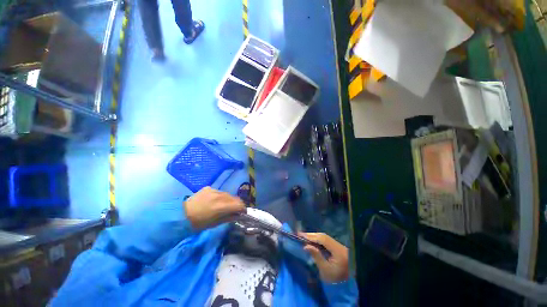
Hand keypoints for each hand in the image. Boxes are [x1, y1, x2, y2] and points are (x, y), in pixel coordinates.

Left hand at [184, 187, 244, 230]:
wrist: (180, 215)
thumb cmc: (198, 223)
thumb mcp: (214, 224)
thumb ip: (229, 218)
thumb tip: (238, 215)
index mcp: (221, 206)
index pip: (239, 204)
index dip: (243, 208)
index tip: (242, 212)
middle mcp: (219, 196)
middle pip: (235, 198)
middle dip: (237, 204)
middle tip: (235, 210)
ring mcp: (214, 190)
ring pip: (227, 194)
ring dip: (229, 200)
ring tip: (224, 206)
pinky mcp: (209, 187)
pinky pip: (219, 192)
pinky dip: (220, 196)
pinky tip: (214, 201)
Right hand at [301, 232, 349, 282]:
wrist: (349, 281)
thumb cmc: (336, 278)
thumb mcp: (325, 270)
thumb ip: (316, 256)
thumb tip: (306, 246)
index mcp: (337, 250)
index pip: (323, 239)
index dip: (312, 236)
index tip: (301, 235)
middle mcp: (338, 245)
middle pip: (323, 236)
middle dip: (312, 235)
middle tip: (301, 235)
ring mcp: (338, 245)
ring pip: (324, 237)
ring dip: (314, 237)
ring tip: (305, 237)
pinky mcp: (337, 246)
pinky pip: (326, 240)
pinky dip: (318, 240)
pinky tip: (312, 241)